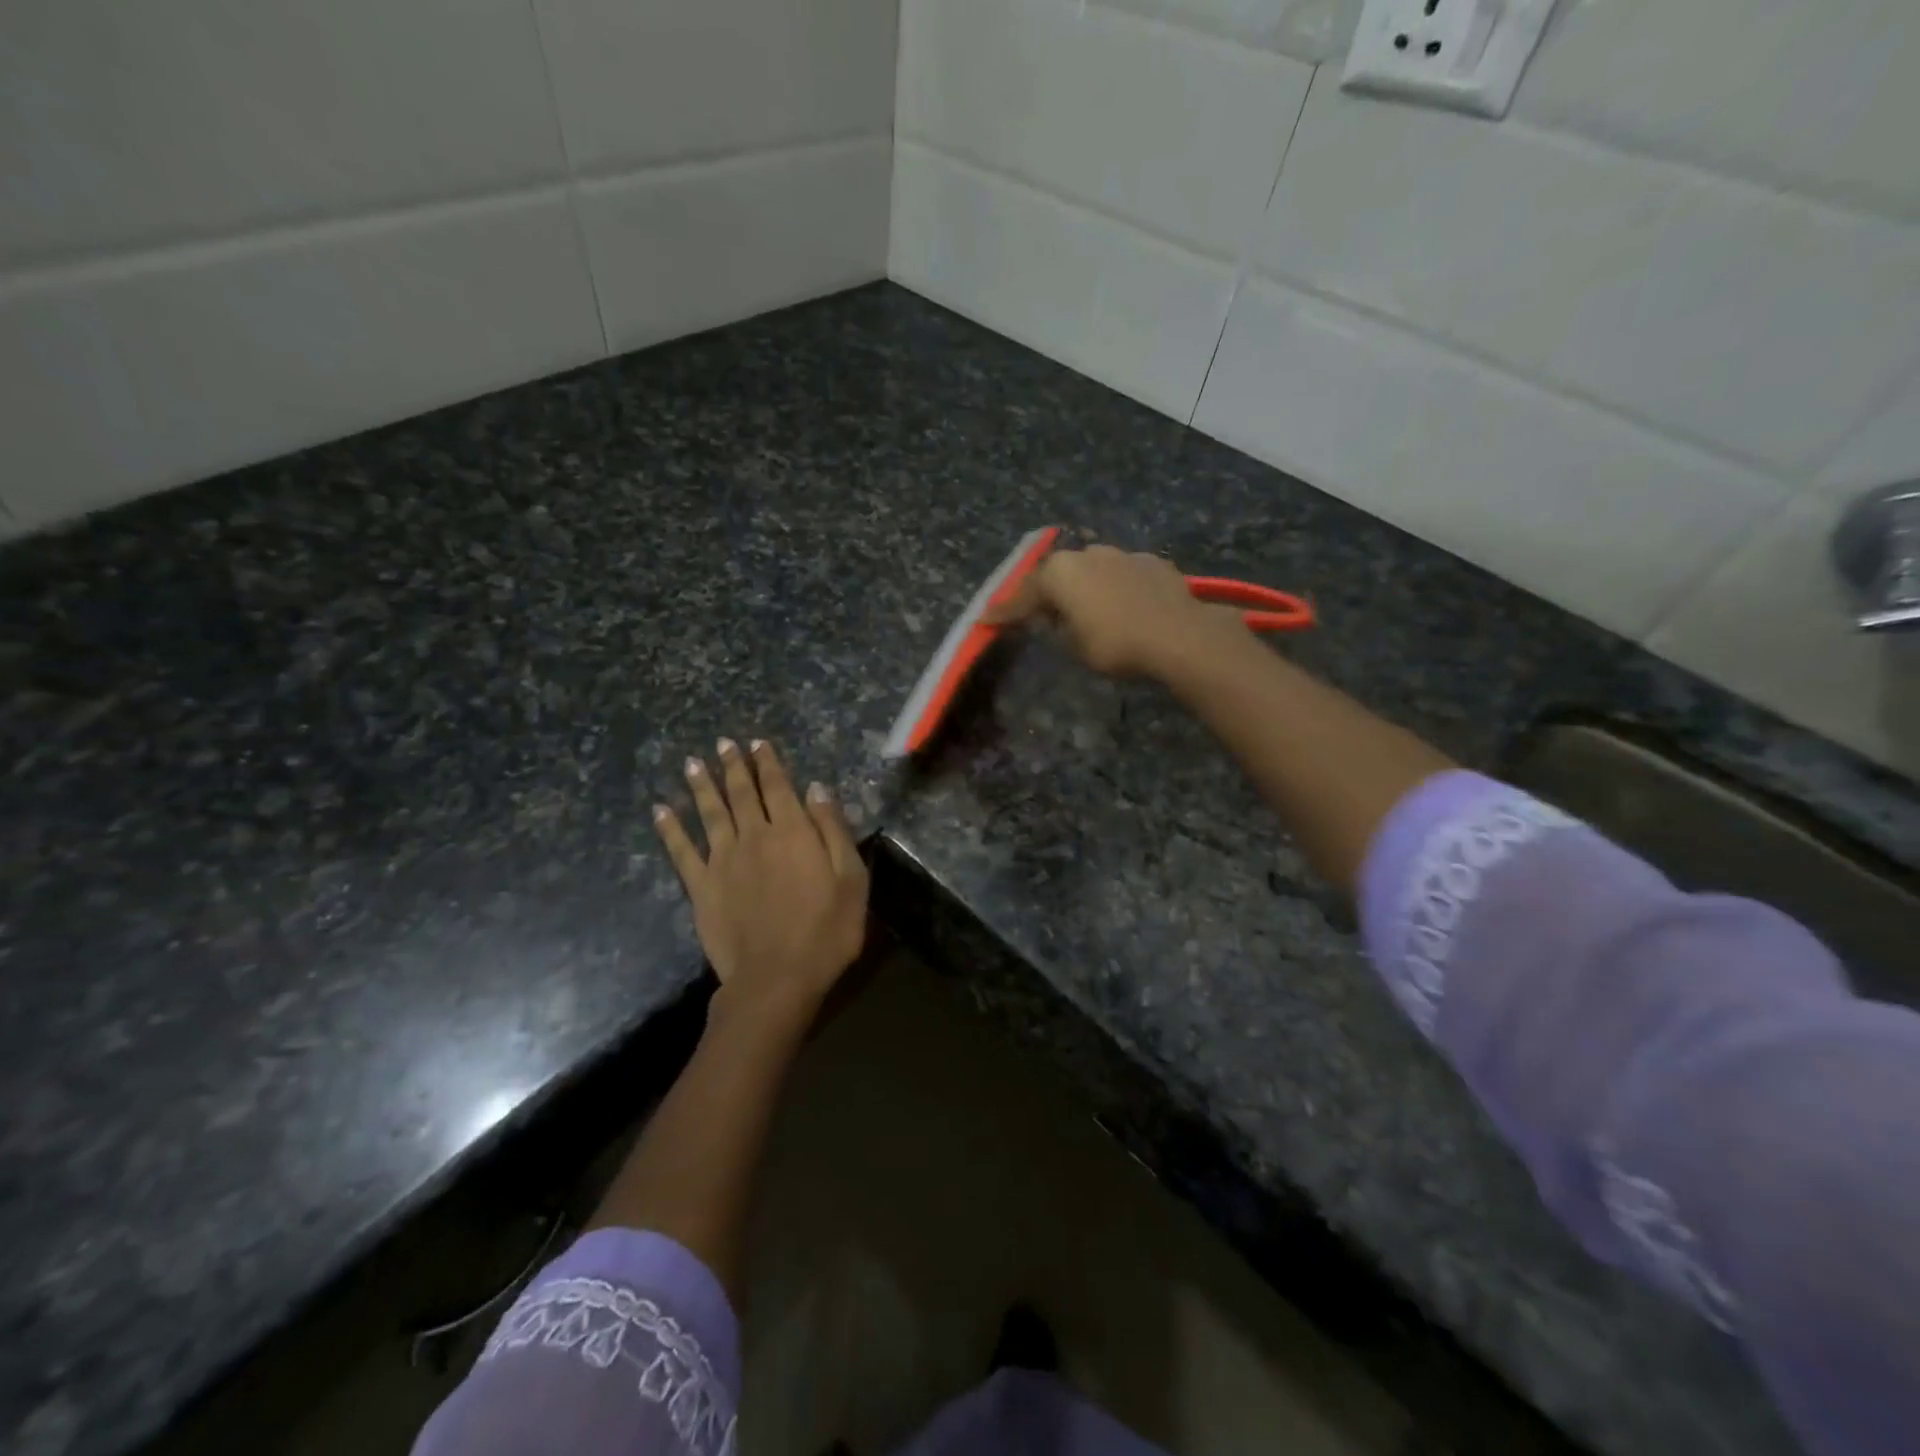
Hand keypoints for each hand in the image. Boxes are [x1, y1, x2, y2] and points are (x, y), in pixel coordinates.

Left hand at [654, 738, 868, 1028]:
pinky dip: (670, 829)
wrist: (777, 978)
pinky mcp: (701, 888)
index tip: (758, 743)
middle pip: (741, 793)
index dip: (768, 763)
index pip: (778, 786)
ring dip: (702, 786)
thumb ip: (833, 829)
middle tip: (724, 743)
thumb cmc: (826, 930)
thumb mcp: (850, 878)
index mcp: (792, 831)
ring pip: (710, 813)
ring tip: (693, 762)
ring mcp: (723, 861)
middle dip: (734, 766)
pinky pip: (681, 851)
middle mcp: (754, 836)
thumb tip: (817, 788)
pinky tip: (660, 810)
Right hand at [986, 544, 1242, 678]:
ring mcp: (1121, 554)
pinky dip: (1113, 588)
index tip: (986, 620)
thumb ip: (1058, 627)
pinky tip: (1120, 605)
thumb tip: (1055, 618)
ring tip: (1083, 608)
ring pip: (1091, 570)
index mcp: (1059, 573)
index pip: (1023, 596)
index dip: (1005, 612)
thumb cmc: (1116, 644)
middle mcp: (1086, 554)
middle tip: (1036, 613)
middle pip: (1056, 575)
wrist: (1179, 635)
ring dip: (1082, 588)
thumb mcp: (1075, 645)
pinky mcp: (1151, 562)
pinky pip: (1121, 575)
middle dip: (1045, 594)